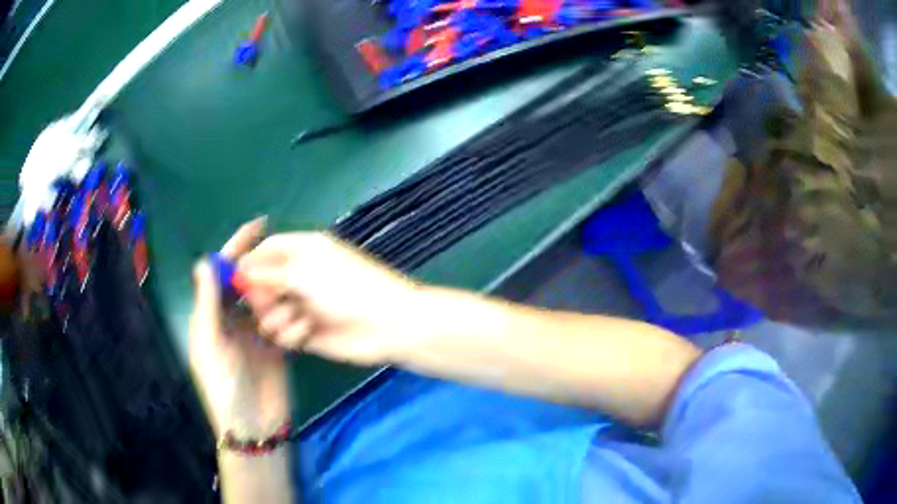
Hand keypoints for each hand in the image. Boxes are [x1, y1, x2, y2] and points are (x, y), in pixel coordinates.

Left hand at [189, 219, 289, 435]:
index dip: (236, 248)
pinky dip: (290, 313)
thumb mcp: (210, 345)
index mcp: (211, 316)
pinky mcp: (276, 347)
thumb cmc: (224, 386)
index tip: (258, 227)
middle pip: (245, 282)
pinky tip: (300, 304)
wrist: (253, 426)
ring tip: (293, 280)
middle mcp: (231, 321)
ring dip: (278, 290)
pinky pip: (282, 321)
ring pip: (266, 298)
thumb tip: (206, 260)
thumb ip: (208, 304)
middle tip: (285, 246)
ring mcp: (255, 334)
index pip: (222, 274)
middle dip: (262, 263)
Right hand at [237, 231, 425, 365]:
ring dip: (276, 316)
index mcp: (303, 251)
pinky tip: (306, 333)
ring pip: (267, 311)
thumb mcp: (304, 272)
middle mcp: (299, 276)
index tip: (234, 278)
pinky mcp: (305, 332)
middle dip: (260, 294)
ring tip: (297, 318)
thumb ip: (268, 272)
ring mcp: (301, 305)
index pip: (266, 249)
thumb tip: (240, 270)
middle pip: (261, 282)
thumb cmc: (346, 288)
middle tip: (271, 301)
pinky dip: (290, 333)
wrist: (385, 324)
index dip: (249, 262)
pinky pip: (282, 332)